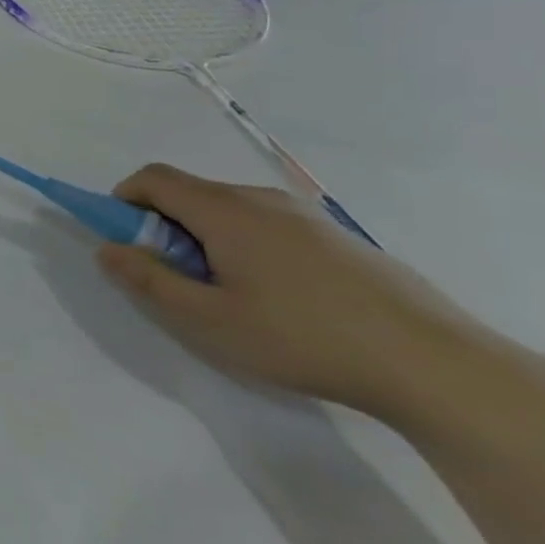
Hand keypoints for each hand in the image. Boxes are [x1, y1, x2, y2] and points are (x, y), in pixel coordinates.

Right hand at [98, 165, 487, 424]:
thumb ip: (148, 280)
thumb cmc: (304, 338)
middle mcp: (263, 199)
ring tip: (229, 294)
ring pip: (231, 210)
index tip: (127, 243)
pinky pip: (269, 225)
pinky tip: (279, 299)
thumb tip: (107, 249)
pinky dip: (246, 245)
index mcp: (226, 211)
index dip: (124, 200)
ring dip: (206, 237)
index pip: (153, 178)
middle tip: (177, 280)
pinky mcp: (339, 238)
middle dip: (164, 226)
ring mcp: (307, 216)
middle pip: (191, 192)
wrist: (437, 365)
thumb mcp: (208, 320)